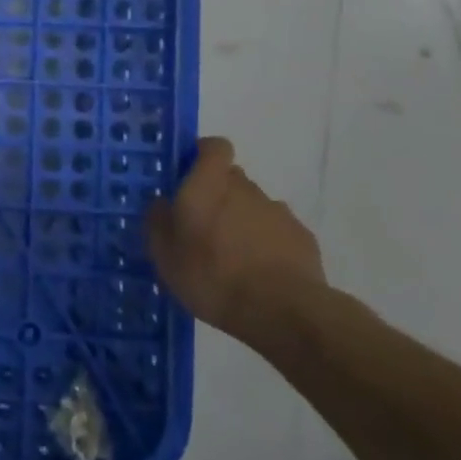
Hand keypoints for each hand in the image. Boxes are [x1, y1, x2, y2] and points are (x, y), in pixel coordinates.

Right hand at [145, 137, 324, 340]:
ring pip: (253, 205)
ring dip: (241, 220)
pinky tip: (258, 272)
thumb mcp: (165, 256)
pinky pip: (276, 230)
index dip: (203, 155)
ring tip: (231, 257)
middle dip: (217, 194)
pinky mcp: (302, 237)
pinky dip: (266, 242)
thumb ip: (158, 222)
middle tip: (202, 226)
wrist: (283, 312)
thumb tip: (161, 202)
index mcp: (208, 186)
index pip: (214, 147)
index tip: (189, 175)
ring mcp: (277, 211)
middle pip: (231, 178)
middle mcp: (244, 189)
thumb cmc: (212, 278)